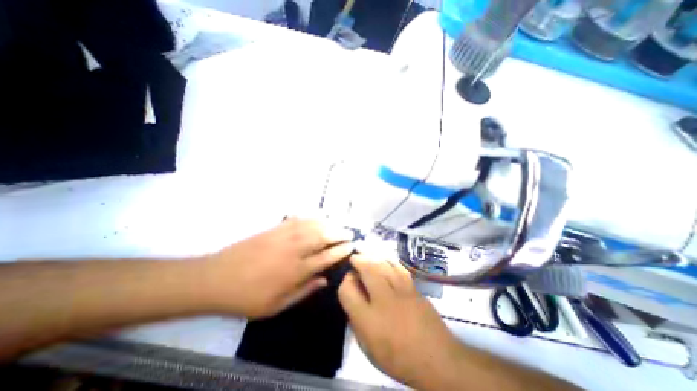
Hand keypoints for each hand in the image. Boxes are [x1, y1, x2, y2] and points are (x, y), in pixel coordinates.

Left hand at [202, 219, 354, 319]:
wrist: (216, 278)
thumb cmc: (247, 297)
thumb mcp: (276, 306)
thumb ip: (303, 291)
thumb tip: (324, 280)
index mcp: (296, 271)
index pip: (326, 257)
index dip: (341, 251)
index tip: (351, 246)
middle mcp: (294, 250)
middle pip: (323, 237)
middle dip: (339, 234)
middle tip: (350, 233)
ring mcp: (284, 236)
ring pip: (312, 225)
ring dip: (328, 224)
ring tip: (338, 224)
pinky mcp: (274, 228)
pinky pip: (297, 219)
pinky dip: (310, 217)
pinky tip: (317, 217)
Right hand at [337, 253, 460, 387]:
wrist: (438, 361)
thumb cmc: (399, 358)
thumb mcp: (369, 348)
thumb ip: (357, 322)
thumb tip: (353, 298)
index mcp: (368, 320)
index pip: (347, 291)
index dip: (345, 282)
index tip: (348, 280)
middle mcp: (383, 301)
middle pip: (367, 270)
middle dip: (358, 260)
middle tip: (355, 258)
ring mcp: (401, 292)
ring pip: (384, 265)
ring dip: (373, 257)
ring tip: (367, 255)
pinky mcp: (414, 289)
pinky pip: (399, 268)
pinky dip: (389, 261)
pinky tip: (385, 259)